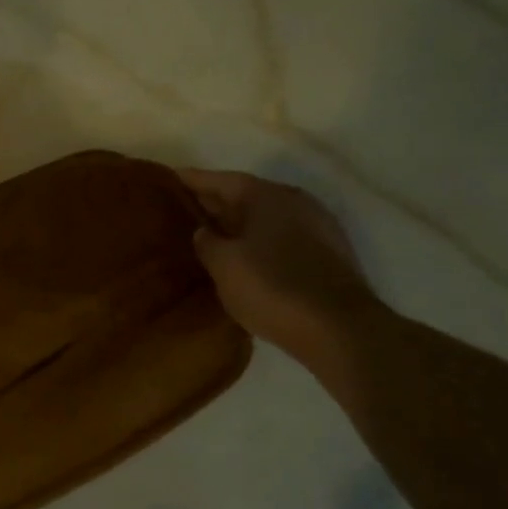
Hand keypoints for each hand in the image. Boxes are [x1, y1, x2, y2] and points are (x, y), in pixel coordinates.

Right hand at [180, 169, 381, 366]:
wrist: (340, 329)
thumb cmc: (272, 288)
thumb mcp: (224, 265)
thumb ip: (207, 242)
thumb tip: (204, 232)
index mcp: (266, 196)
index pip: (220, 179)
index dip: (192, 180)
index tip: (167, 179)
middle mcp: (294, 202)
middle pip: (245, 195)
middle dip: (214, 202)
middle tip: (181, 210)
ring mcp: (316, 227)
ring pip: (265, 217)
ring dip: (238, 224)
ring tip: (209, 235)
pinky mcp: (327, 254)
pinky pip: (281, 237)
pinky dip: (259, 241)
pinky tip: (244, 257)